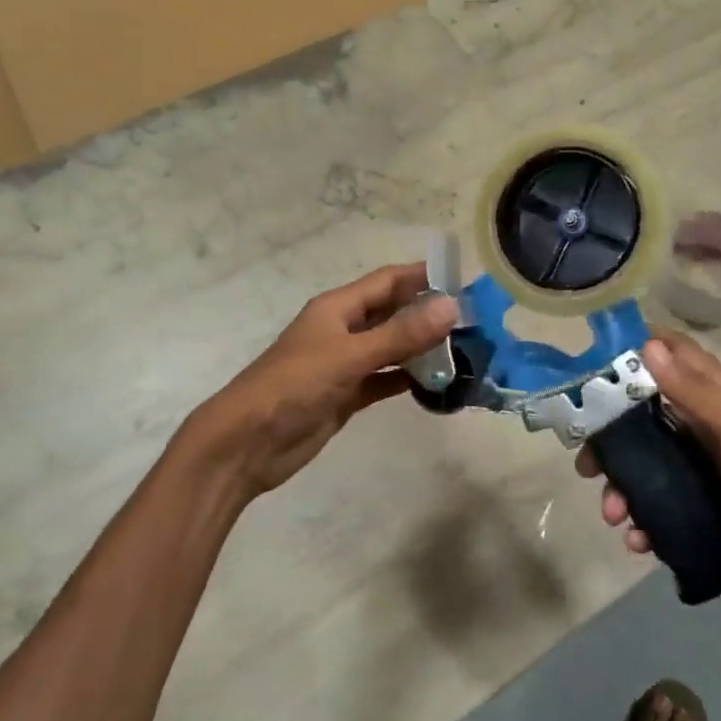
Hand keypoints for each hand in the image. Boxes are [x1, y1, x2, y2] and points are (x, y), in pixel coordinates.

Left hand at [175, 263, 458, 500]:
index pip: (387, 281)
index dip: (421, 276)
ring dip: (421, 348)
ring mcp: (344, 364)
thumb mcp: (350, 355)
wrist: (247, 444)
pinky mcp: (345, 395)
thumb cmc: (294, 386)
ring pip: (390, 347)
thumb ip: (401, 334)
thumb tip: (451, 306)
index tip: (462, 278)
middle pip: (391, 313)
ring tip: (464, 350)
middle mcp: (342, 330)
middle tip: (473, 320)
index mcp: (337, 308)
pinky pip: (384, 379)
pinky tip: (436, 383)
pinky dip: (406, 379)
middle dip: (427, 313)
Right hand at [578, 333, 720, 611]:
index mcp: (718, 394)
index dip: (631, 354)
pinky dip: (645, 522)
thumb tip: (647, 343)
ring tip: (615, 515)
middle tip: (587, 465)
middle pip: (643, 417)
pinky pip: (662, 508)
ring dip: (623, 488)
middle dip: (611, 439)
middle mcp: (706, 425)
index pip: (670, 356)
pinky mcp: (705, 508)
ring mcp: (704, 469)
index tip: (589, 369)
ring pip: (647, 467)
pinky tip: (639, 542)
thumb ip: (692, 389)